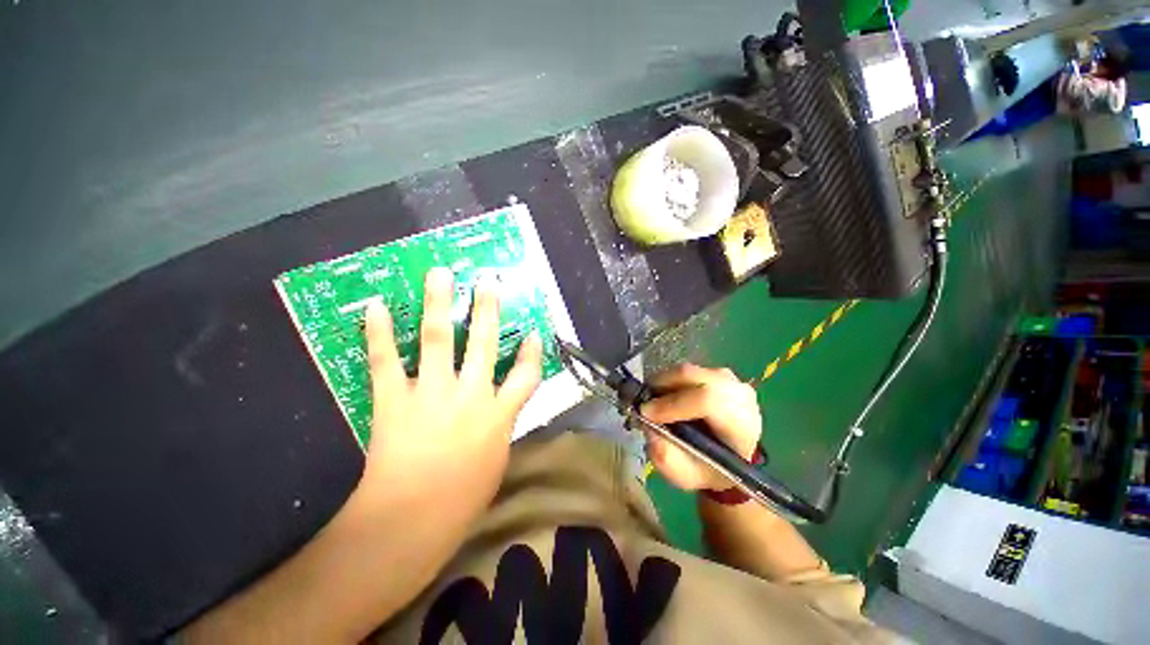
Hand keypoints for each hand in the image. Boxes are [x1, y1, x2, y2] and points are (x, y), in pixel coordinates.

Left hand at [359, 267, 542, 515]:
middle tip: (486, 281)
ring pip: (437, 338)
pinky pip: (386, 361)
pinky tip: (374, 307)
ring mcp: (432, 392)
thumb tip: (500, 407)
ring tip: (439, 275)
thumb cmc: (461, 500)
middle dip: (487, 309)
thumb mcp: (496, 461)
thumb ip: (501, 426)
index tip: (533, 333)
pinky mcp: (395, 400)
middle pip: (483, 342)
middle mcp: (470, 393)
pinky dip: (378, 333)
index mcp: (498, 413)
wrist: (409, 521)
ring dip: (438, 304)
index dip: (532, 352)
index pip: (526, 374)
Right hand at [639, 364, 761, 491]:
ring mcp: (729, 379)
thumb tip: (648, 423)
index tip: (646, 414)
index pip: (707, 400)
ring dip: (664, 384)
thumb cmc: (708, 469)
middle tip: (643, 403)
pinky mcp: (716, 372)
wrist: (729, 458)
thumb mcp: (685, 475)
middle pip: (692, 376)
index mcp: (740, 424)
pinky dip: (670, 381)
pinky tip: (665, 397)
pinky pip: (686, 371)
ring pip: (686, 371)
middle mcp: (738, 394)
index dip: (672, 404)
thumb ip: (665, 455)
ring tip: (653, 402)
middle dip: (661, 387)